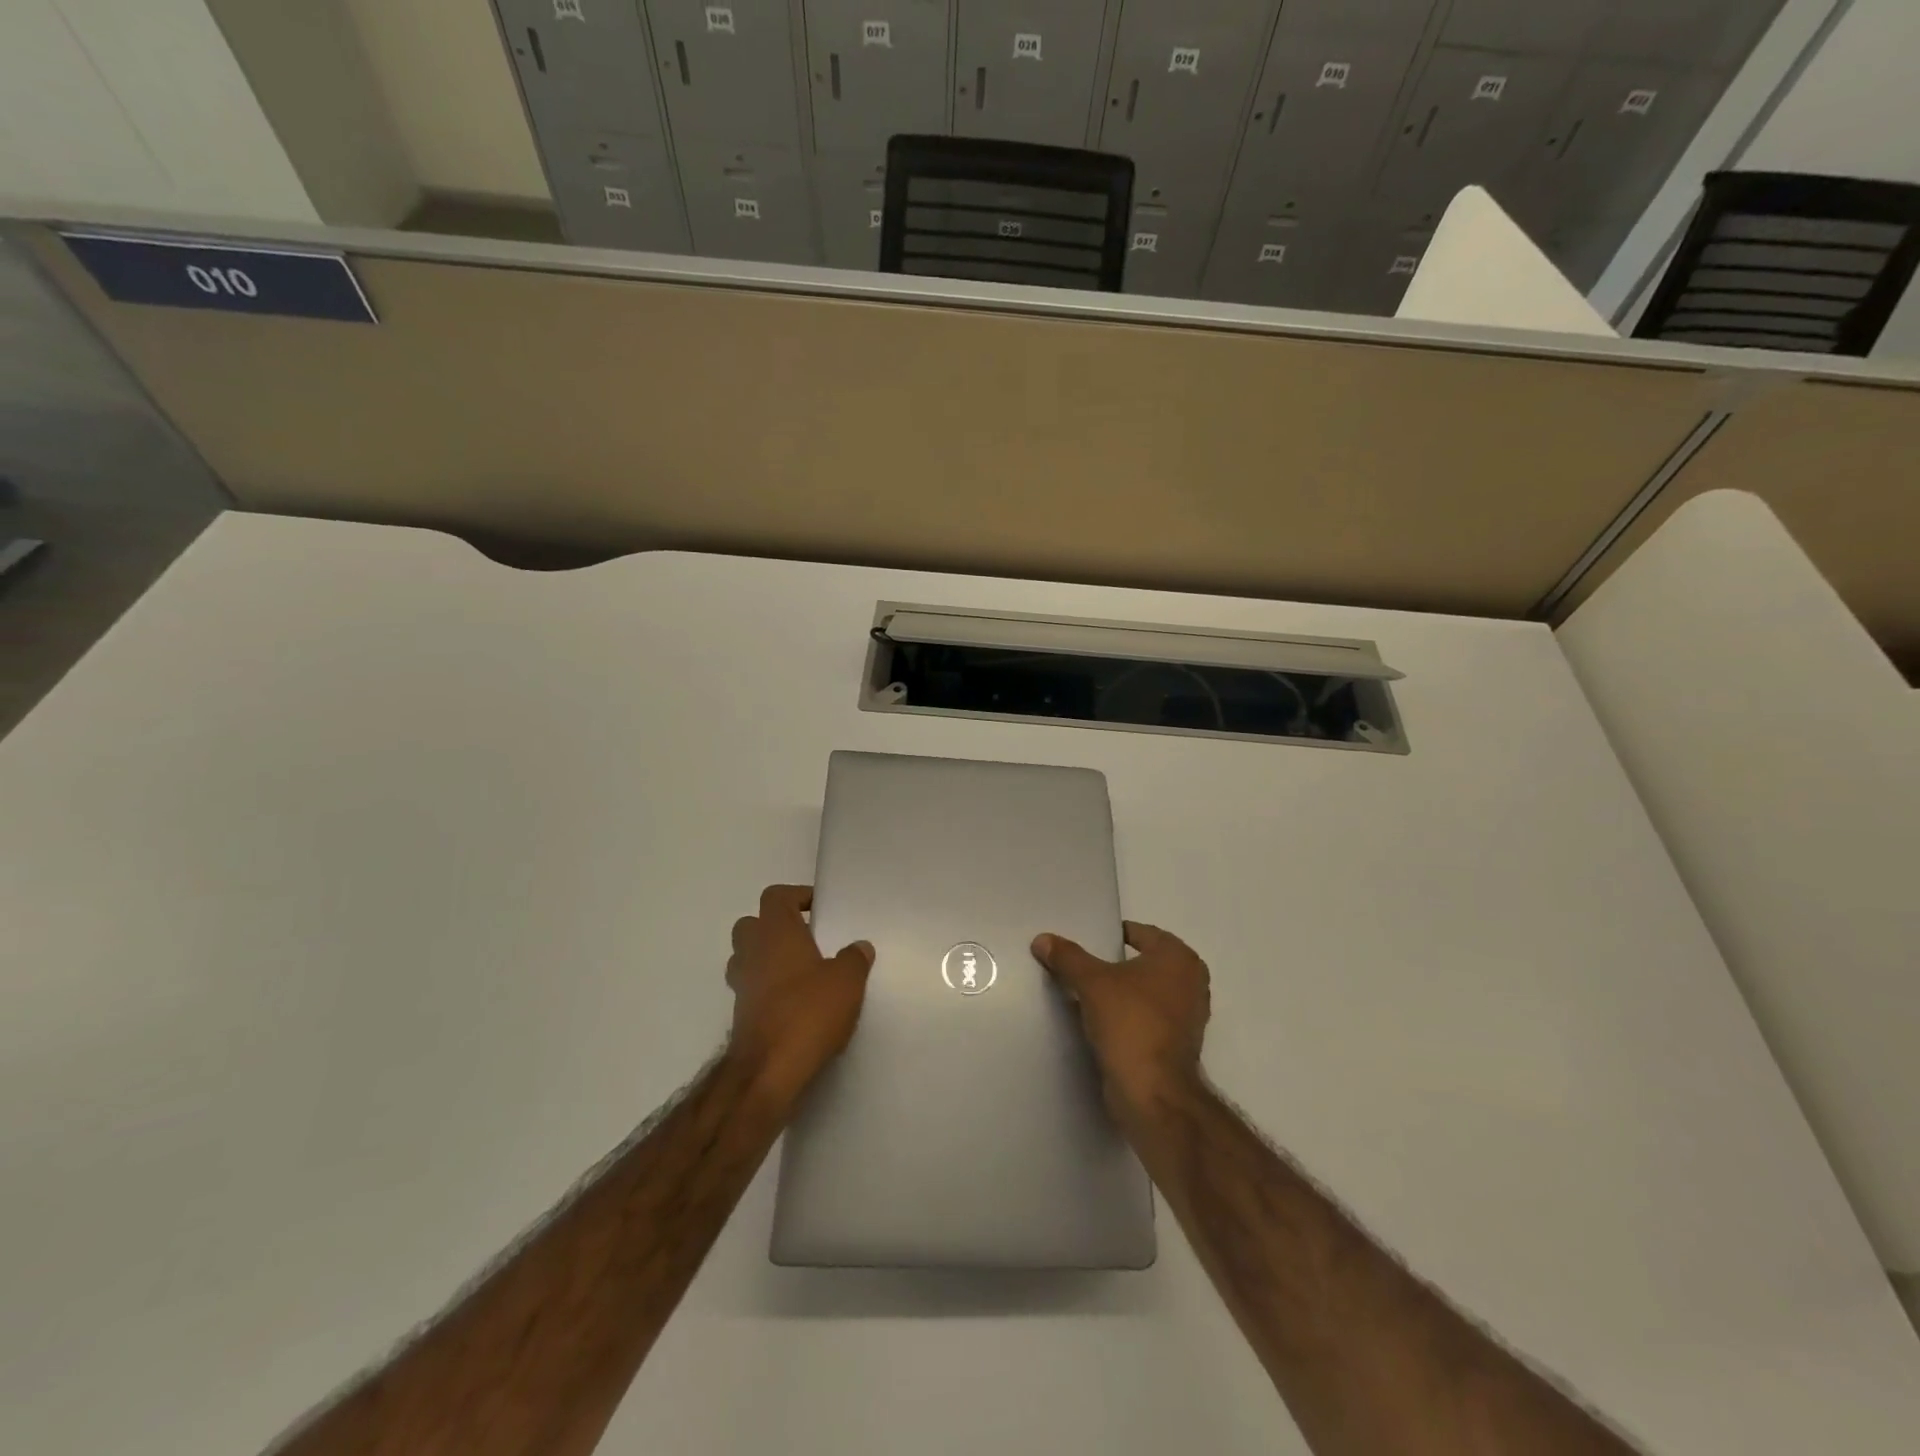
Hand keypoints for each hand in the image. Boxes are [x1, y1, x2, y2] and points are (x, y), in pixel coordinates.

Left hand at [726, 885, 874, 1105]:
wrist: (768, 1070)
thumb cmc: (808, 1012)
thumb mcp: (847, 981)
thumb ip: (854, 959)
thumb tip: (859, 946)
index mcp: (775, 932)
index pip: (775, 896)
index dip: (796, 896)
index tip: (819, 908)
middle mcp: (752, 952)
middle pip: (752, 924)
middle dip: (776, 926)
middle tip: (806, 938)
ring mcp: (742, 985)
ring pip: (747, 957)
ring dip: (768, 958)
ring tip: (801, 971)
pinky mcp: (741, 1015)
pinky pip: (752, 988)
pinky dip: (768, 988)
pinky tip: (795, 1002)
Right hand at [1032, 921, 1209, 1124]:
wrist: (1153, 1093)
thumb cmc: (1130, 1023)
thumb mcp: (1091, 982)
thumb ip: (1068, 957)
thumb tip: (1042, 939)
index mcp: (1179, 958)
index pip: (1140, 933)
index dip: (1110, 935)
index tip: (1085, 942)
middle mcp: (1191, 981)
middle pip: (1142, 963)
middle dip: (1114, 965)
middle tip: (1080, 966)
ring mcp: (1189, 1015)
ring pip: (1145, 992)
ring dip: (1120, 993)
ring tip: (1085, 993)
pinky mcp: (1178, 1044)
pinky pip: (1147, 1018)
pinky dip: (1127, 1016)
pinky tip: (1100, 1021)